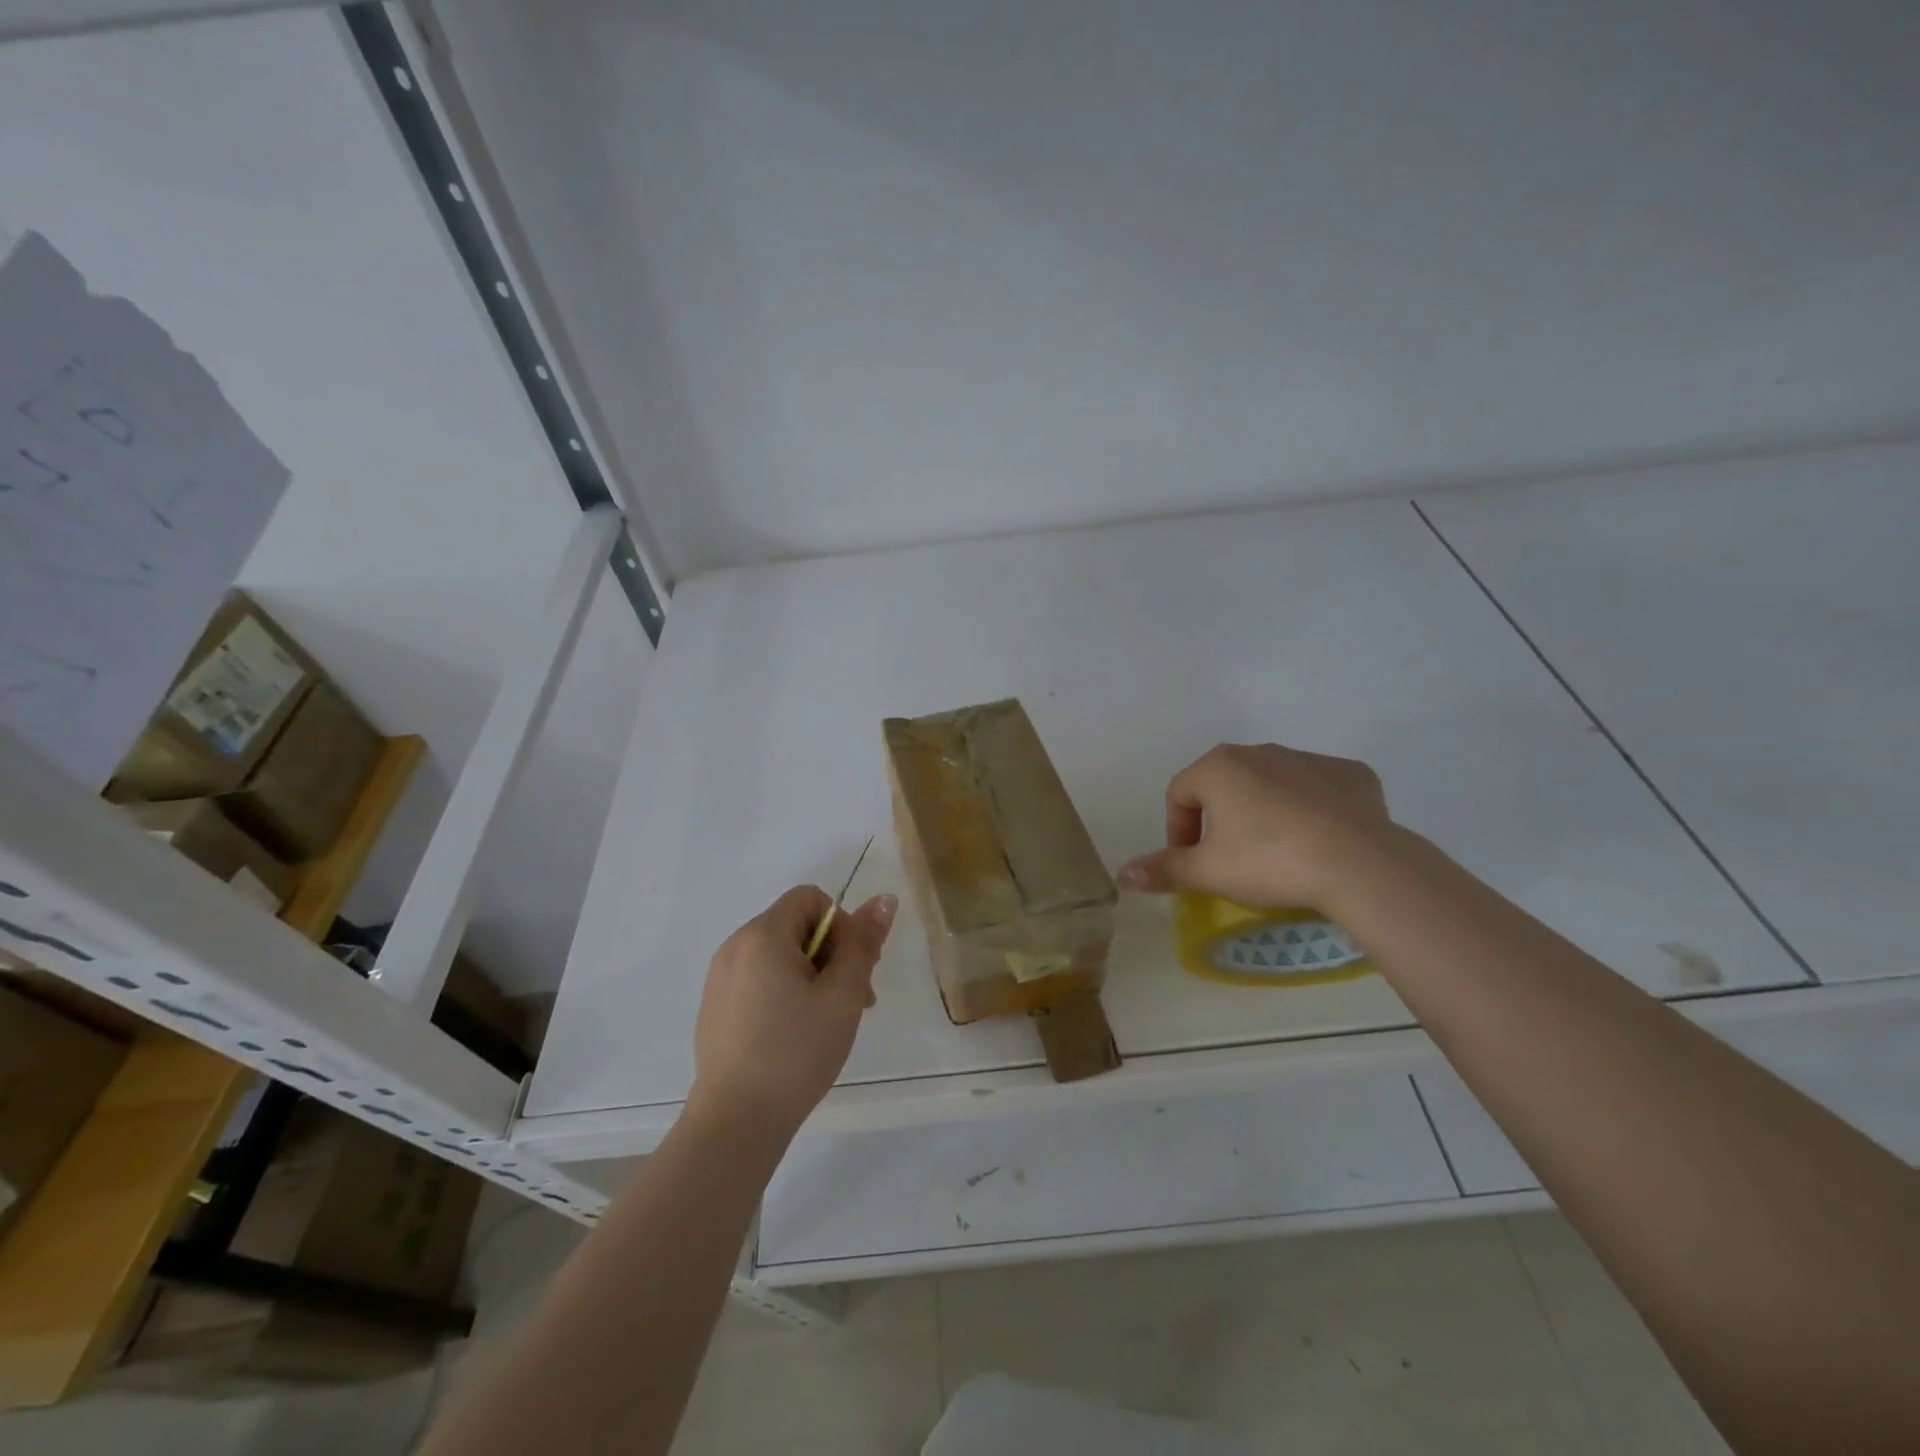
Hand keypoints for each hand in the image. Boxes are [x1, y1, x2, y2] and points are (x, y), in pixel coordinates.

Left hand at [689, 885, 896, 1136]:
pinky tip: (793, 1036)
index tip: (852, 969)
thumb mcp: (843, 994)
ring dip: (810, 975)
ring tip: (825, 1023)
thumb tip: (883, 898)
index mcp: (762, 935)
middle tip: (850, 1001)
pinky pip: (758, 979)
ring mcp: (719, 978)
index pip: (811, 898)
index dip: (841, 925)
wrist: (736, 1122)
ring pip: (778, 955)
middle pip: (795, 926)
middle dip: (830, 953)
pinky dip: (783, 992)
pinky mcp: (715, 1007)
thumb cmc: (797, 1051)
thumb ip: (863, 942)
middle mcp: (735, 946)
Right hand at [1116, 743, 1395, 910]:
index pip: (1179, 794)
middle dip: (1219, 819)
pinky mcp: (1351, 774)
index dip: (1177, 830)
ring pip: (1271, 784)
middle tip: (1229, 859)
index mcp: (1218, 767)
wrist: (1360, 864)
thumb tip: (1122, 874)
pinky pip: (1318, 789)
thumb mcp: (1207, 872)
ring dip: (1263, 812)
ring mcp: (1308, 758)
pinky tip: (1319, 840)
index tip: (1191, 863)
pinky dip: (1311, 809)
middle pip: (1224, 784)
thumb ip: (1163, 869)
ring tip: (1276, 852)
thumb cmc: (1268, 861)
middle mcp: (1259, 752)